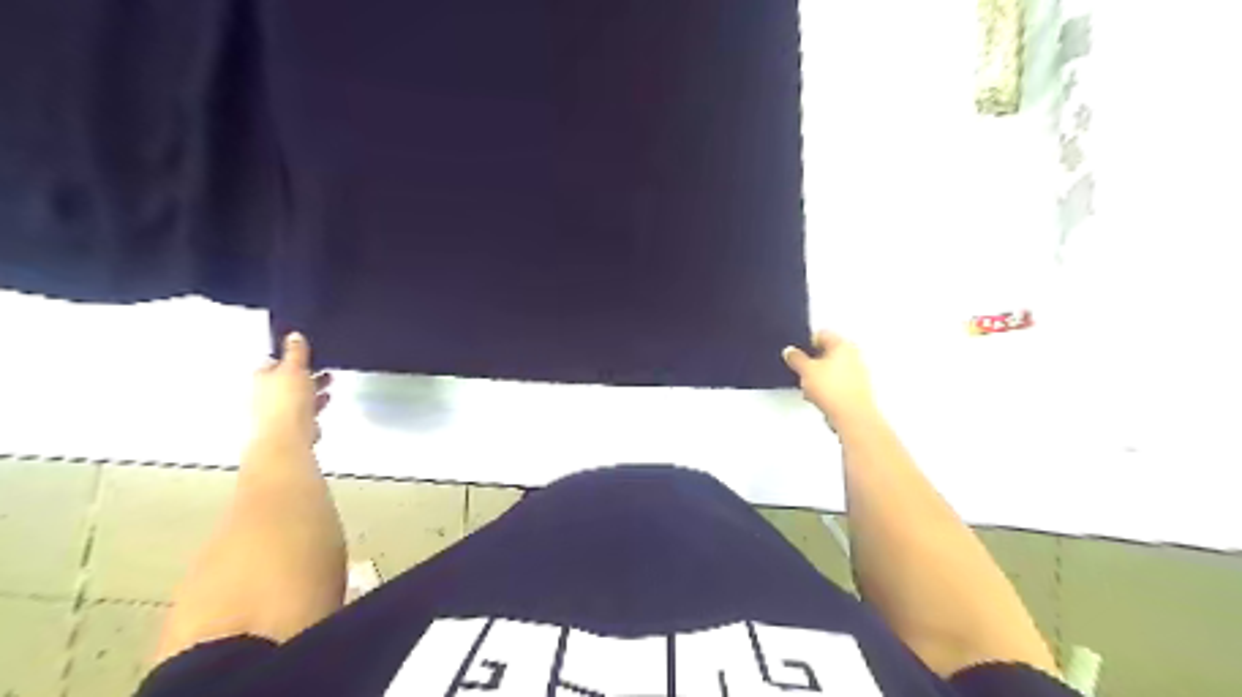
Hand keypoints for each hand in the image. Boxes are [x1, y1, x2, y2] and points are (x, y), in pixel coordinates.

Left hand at [251, 332, 331, 444]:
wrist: (286, 438)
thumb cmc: (286, 400)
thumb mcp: (294, 368)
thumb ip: (296, 352)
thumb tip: (294, 335)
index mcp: (261, 377)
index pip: (275, 362)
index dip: (292, 358)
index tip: (309, 355)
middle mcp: (263, 395)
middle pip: (286, 380)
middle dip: (305, 375)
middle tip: (323, 369)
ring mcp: (275, 412)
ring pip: (296, 397)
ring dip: (312, 390)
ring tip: (328, 385)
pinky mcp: (289, 427)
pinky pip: (303, 411)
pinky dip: (313, 406)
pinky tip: (324, 402)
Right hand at [779, 329, 877, 427]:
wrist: (851, 416)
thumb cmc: (834, 390)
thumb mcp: (805, 370)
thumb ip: (795, 358)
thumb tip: (790, 352)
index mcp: (843, 344)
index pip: (821, 334)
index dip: (805, 343)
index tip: (795, 352)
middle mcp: (853, 355)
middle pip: (826, 352)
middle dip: (812, 361)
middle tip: (801, 369)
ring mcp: (857, 373)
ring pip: (831, 369)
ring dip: (818, 376)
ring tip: (808, 387)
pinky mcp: (856, 389)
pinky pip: (836, 383)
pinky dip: (826, 387)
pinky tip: (818, 396)